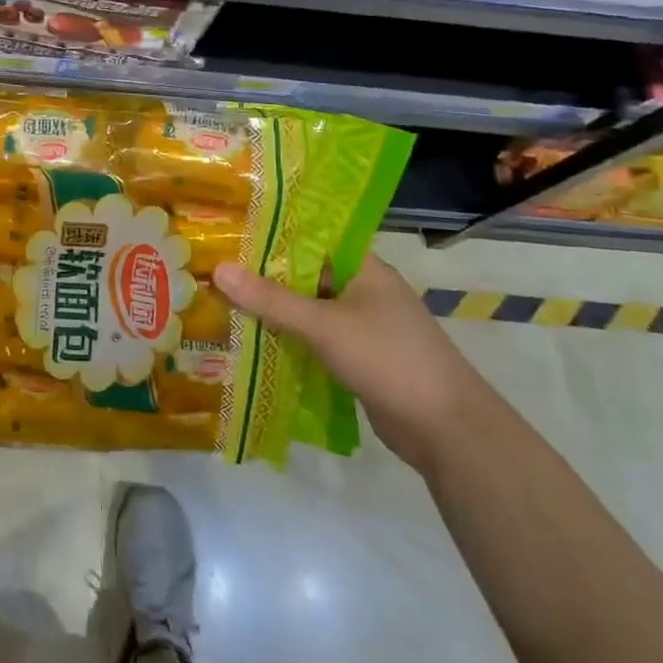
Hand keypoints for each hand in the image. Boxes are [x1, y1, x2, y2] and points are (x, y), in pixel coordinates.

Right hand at [213, 252, 492, 473]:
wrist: (448, 430)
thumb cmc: (388, 359)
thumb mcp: (323, 325)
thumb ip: (270, 299)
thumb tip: (218, 269)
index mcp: (364, 268)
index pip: (311, 238)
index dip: (272, 234)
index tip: (230, 232)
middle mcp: (363, 290)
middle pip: (306, 274)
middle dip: (264, 275)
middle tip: (215, 268)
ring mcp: (363, 325)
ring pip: (309, 308)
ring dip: (275, 310)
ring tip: (224, 301)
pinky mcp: (360, 357)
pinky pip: (316, 338)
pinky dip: (290, 338)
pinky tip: (254, 340)